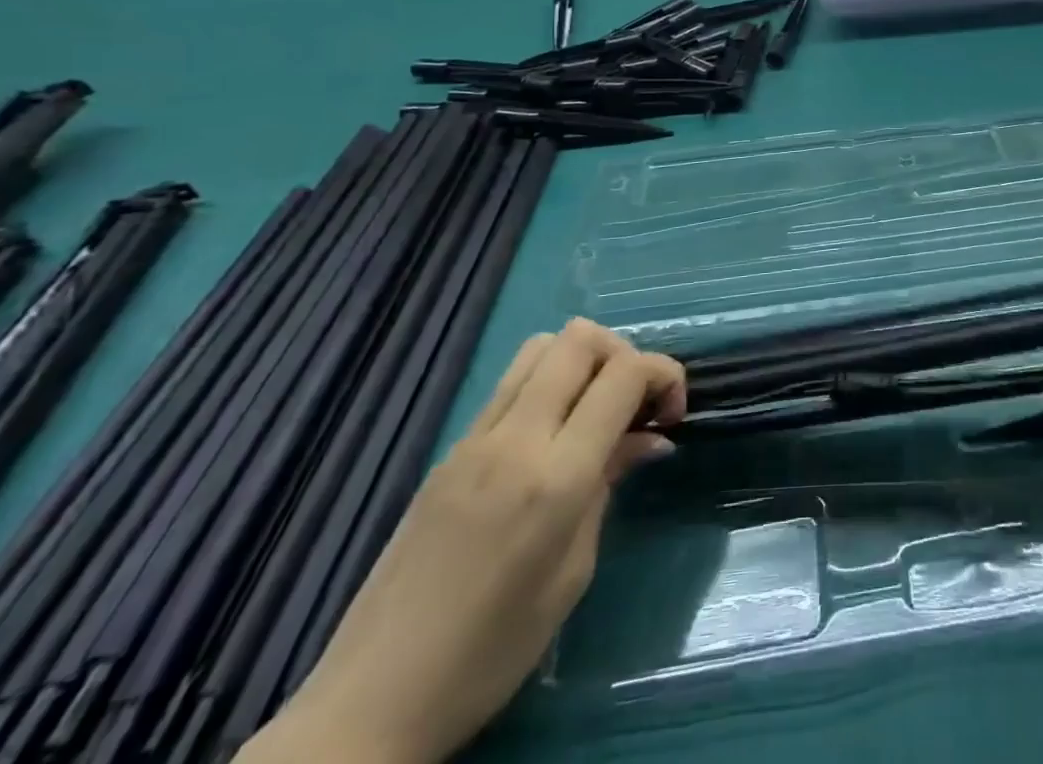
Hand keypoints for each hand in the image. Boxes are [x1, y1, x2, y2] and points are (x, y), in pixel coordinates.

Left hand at [240, 322, 685, 763]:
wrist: (370, 703)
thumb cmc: (490, 653)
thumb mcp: (572, 574)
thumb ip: (610, 485)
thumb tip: (651, 438)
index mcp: (555, 477)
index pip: (623, 374)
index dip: (664, 374)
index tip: (672, 414)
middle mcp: (515, 438)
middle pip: (580, 338)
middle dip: (624, 353)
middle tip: (634, 406)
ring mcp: (475, 437)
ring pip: (541, 346)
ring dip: (583, 360)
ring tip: (596, 410)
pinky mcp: (450, 448)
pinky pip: (511, 384)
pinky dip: (549, 384)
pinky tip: (554, 434)